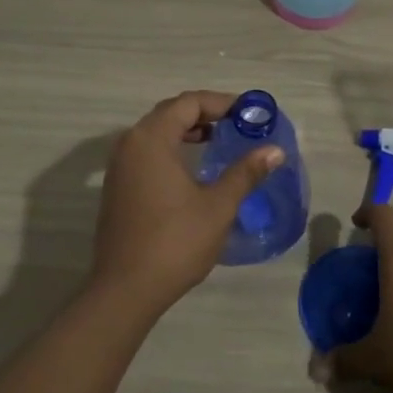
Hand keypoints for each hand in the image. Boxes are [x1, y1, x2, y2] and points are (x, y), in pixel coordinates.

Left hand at [91, 91, 283, 319]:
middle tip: (238, 124)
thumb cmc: (175, 242)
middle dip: (205, 113)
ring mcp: (119, 166)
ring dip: (187, 130)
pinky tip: (193, 168)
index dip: (221, 103)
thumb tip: (275, 150)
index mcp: (152, 139)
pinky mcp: (117, 187)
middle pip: (171, 112)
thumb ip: (246, 172)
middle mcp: (130, 143)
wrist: (125, 290)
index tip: (249, 113)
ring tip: (219, 141)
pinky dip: (172, 148)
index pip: (189, 103)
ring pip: (157, 132)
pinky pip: (147, 151)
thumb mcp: (218, 206)